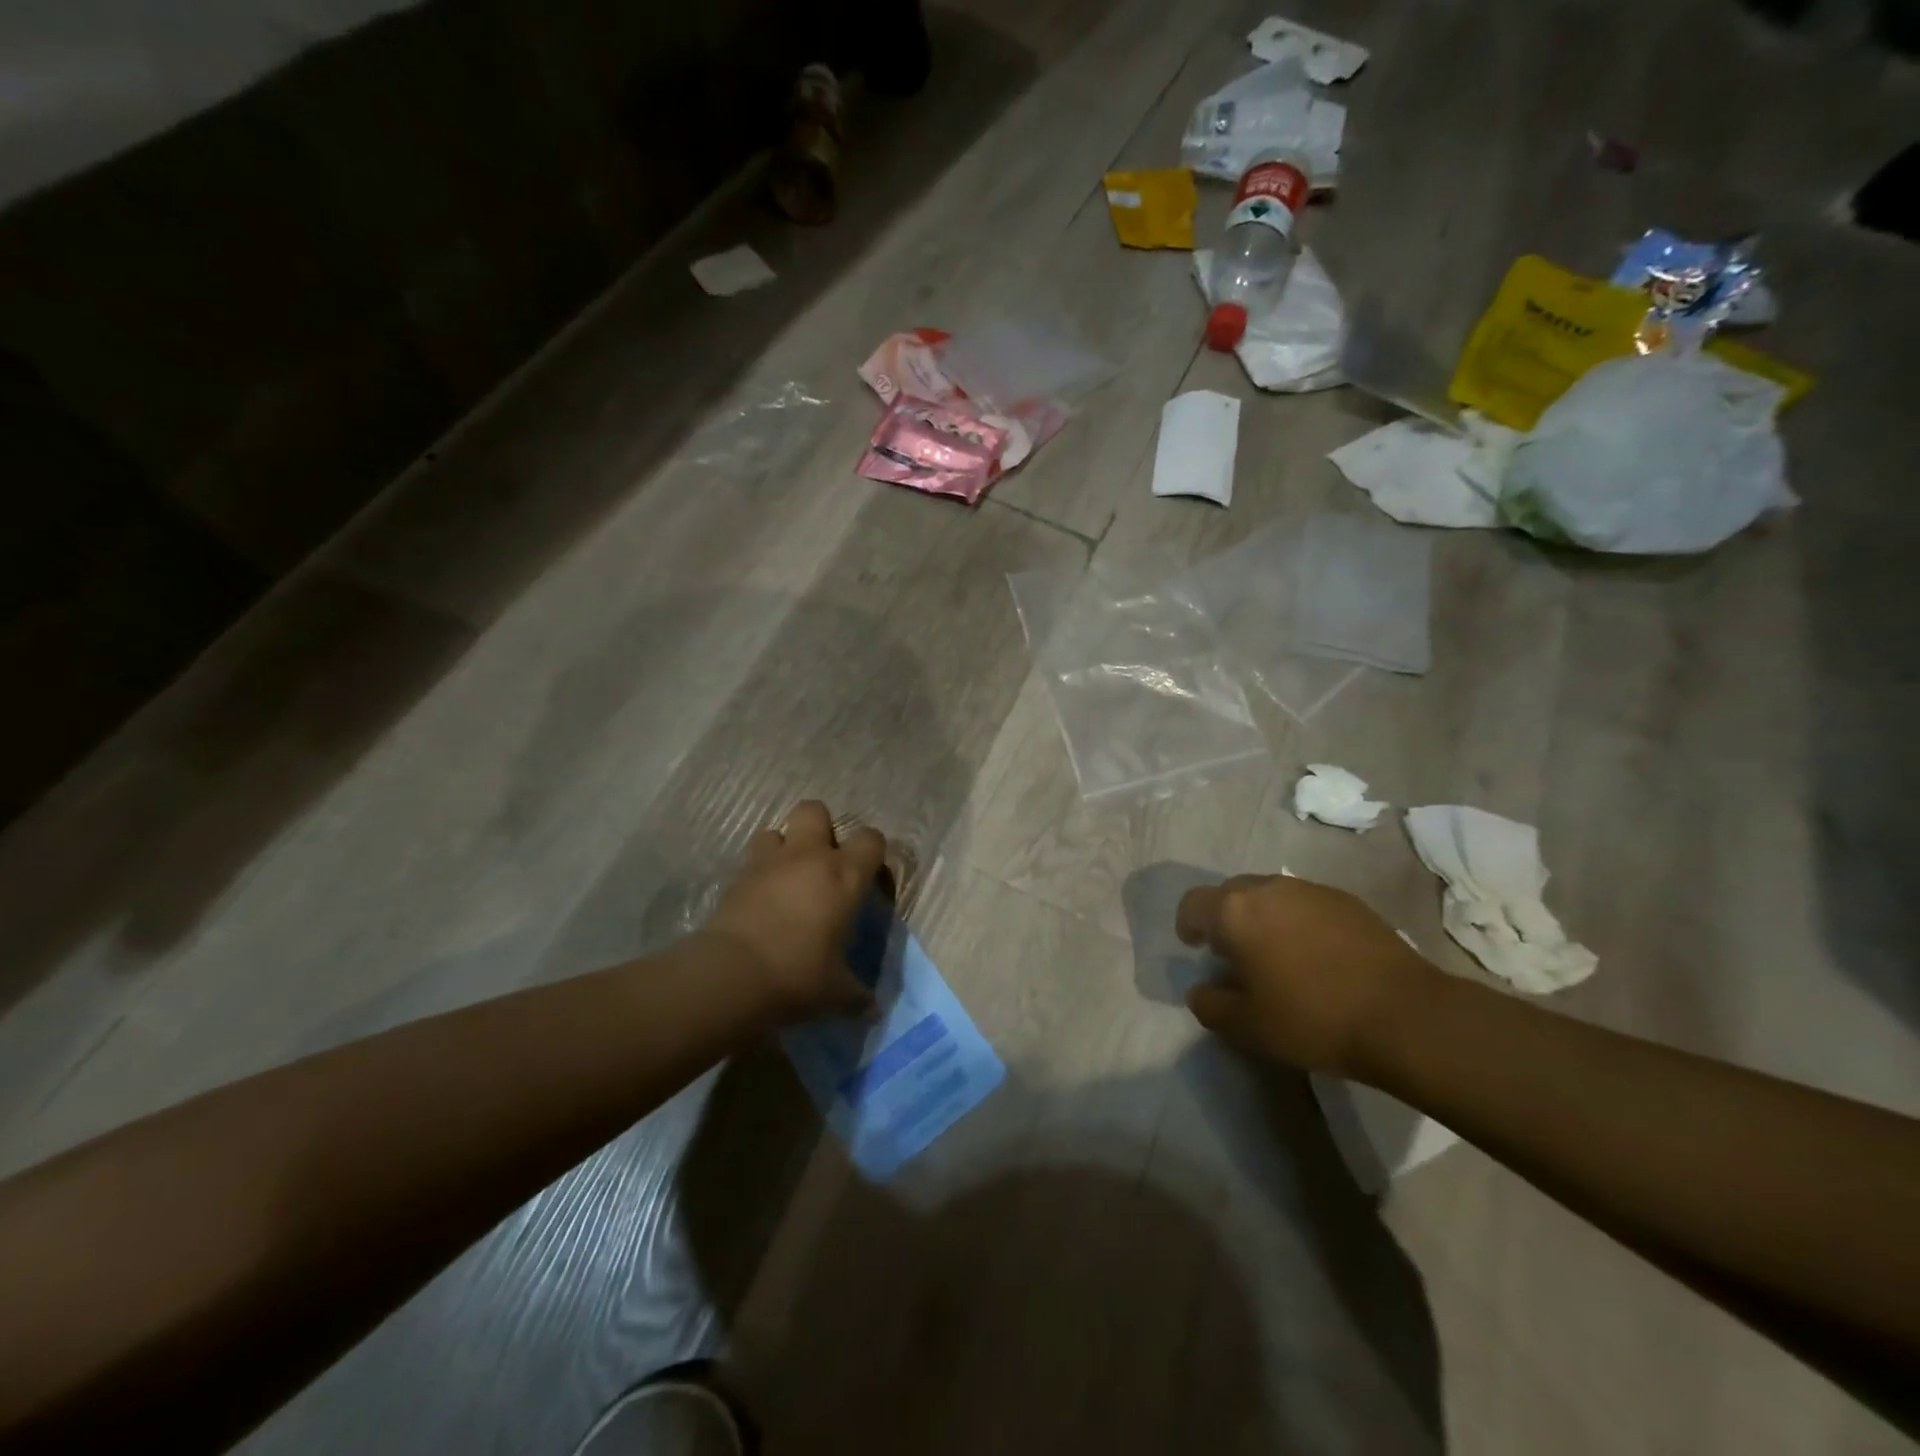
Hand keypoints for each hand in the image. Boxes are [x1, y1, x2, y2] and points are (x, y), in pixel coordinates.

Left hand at [699, 800, 886, 1022]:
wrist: (733, 975)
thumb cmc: (799, 975)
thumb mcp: (836, 992)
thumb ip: (856, 994)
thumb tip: (872, 1009)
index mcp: (844, 875)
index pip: (871, 839)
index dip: (872, 851)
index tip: (868, 875)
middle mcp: (808, 857)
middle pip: (814, 810)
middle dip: (819, 827)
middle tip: (821, 862)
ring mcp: (768, 863)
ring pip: (774, 830)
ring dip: (781, 847)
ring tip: (784, 877)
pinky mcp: (736, 878)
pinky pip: (749, 862)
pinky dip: (756, 874)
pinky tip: (759, 901)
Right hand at [1175, 875, 1441, 1079]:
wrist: (1405, 1016)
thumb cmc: (1312, 1019)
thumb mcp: (1247, 1026)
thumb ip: (1210, 1005)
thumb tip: (1200, 991)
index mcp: (1235, 911)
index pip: (1193, 904)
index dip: (1187, 924)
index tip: (1195, 947)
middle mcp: (1268, 888)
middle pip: (1231, 893)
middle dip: (1225, 918)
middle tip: (1235, 954)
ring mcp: (1311, 890)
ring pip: (1270, 895)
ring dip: (1263, 918)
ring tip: (1277, 954)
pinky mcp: (1348, 901)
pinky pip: (1306, 903)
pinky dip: (1298, 921)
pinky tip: (1316, 956)